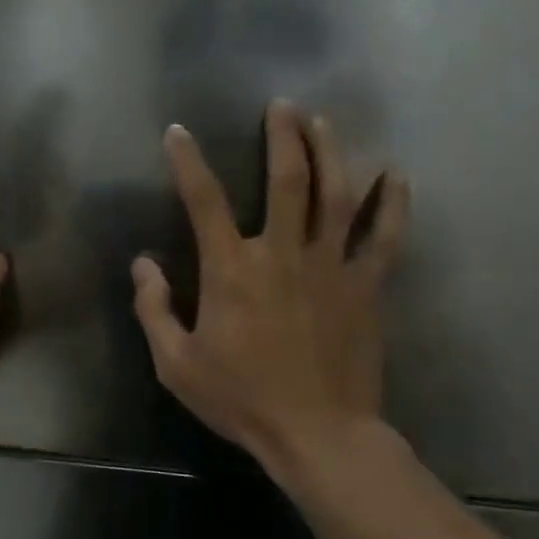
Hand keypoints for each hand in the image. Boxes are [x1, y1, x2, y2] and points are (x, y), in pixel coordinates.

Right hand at [131, 101, 408, 480]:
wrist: (317, 433)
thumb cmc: (242, 399)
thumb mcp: (176, 364)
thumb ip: (154, 309)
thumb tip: (143, 265)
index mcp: (232, 269)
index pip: (204, 200)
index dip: (188, 161)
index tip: (179, 132)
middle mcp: (282, 253)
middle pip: (287, 178)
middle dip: (283, 135)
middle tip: (282, 105)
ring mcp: (331, 265)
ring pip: (336, 193)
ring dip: (329, 151)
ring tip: (323, 121)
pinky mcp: (366, 285)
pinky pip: (384, 235)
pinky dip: (391, 203)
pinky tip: (396, 175)